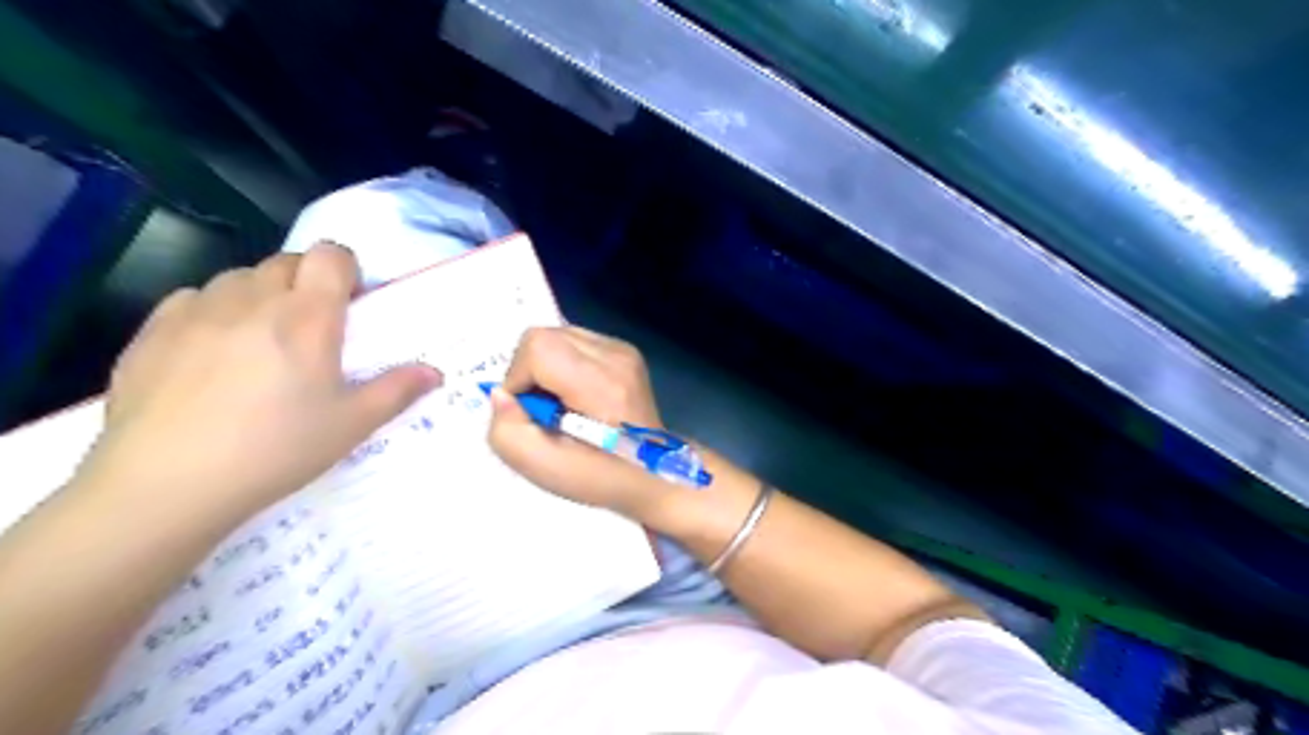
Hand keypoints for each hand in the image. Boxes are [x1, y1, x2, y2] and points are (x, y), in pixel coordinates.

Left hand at [78, 244, 443, 517]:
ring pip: (238, 278)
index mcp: (307, 318)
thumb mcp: (351, 425)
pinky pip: (192, 299)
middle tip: (313, 327)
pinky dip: (212, 311)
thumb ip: (397, 390)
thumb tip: (434, 372)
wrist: (167, 483)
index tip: (350, 302)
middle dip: (306, 282)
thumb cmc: (277, 449)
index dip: (345, 268)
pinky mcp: (151, 332)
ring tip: (262, 339)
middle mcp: (253, 301)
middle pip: (286, 262)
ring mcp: (197, 312)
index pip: (330, 255)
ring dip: (260, 295)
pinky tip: (212, 352)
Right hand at [488, 325, 673, 518]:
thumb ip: (506, 431)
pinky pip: (575, 342)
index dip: (518, 378)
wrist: (652, 473)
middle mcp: (617, 356)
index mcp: (602, 384)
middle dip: (529, 371)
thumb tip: (501, 394)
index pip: (538, 346)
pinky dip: (563, 364)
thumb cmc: (600, 476)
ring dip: (546, 367)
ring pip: (558, 335)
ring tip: (560, 403)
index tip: (529, 412)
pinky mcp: (625, 350)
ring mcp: (624, 350)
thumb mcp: (543, 468)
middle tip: (542, 409)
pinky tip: (576, 394)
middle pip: (544, 335)